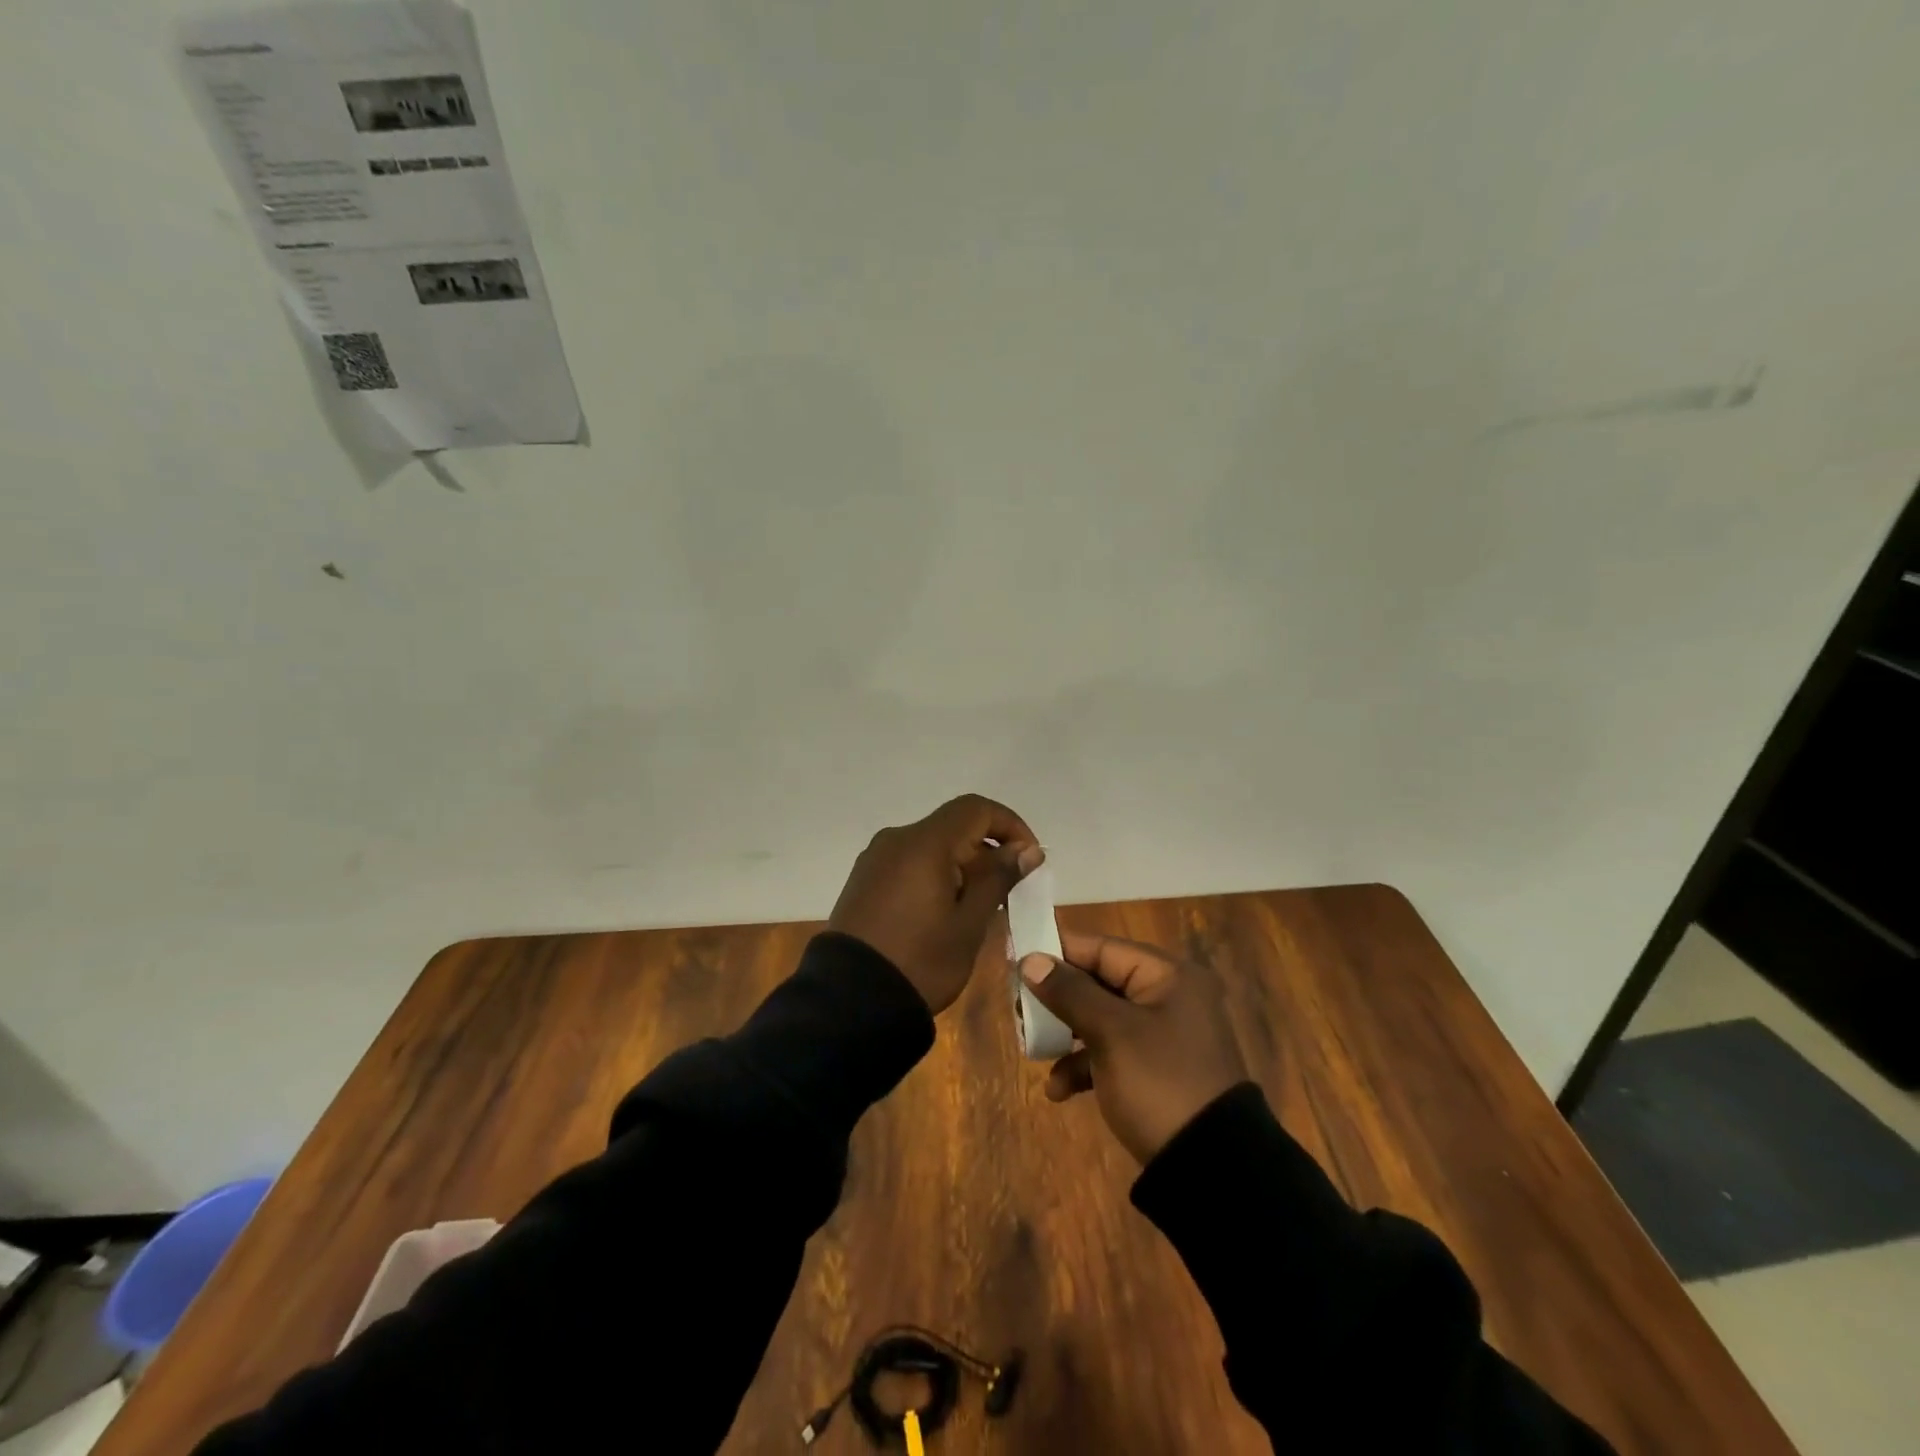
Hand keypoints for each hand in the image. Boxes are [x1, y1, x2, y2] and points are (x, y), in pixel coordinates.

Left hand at [829, 795, 1041, 1013]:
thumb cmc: (920, 961)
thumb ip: (998, 879)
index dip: (1010, 825)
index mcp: (923, 843)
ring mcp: (875, 859)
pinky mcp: (863, 880)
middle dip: (986, 849)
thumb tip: (1027, 849)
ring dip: (961, 864)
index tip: (1029, 858)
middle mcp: (896, 839)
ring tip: (977, 906)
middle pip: (952, 825)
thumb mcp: (969, 923)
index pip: (976, 809)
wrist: (850, 1001)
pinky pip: (909, 863)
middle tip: (1007, 890)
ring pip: (930, 845)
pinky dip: (934, 874)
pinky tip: (943, 911)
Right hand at [1019, 931, 1248, 1162]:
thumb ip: (1069, 992)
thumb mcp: (1111, 1033)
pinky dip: (1084, 1066)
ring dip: (1066, 1036)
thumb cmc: (1160, 1082)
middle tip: (1020, 1011)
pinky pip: (1111, 1054)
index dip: (1059, 952)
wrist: (1211, 1169)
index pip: (1103, 949)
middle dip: (1058, 1001)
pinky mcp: (1156, 1071)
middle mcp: (1169, 998)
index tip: (1018, 960)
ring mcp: (1163, 1037)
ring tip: (1032, 1051)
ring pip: (1101, 1020)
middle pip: (1099, 984)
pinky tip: (1059, 1091)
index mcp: (1168, 976)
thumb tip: (1030, 960)